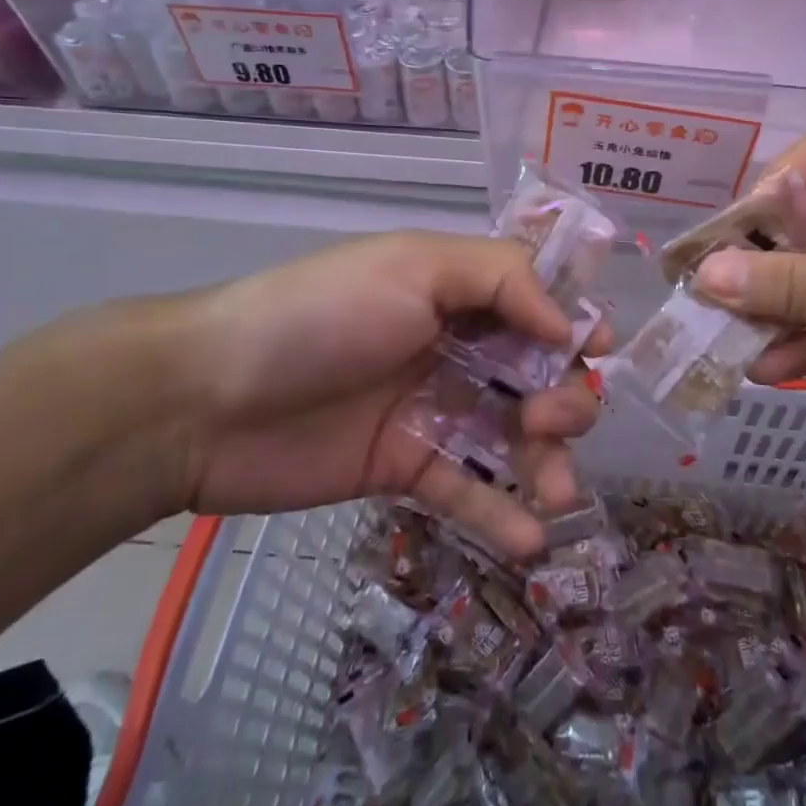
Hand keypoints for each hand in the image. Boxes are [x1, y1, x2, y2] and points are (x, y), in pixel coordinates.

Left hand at [163, 231, 605, 556]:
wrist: (209, 399)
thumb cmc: (323, 314)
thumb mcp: (415, 267)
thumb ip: (501, 279)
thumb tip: (570, 324)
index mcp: (459, 293)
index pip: (538, 304)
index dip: (575, 326)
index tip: (597, 352)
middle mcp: (456, 348)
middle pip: (538, 375)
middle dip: (565, 398)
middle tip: (550, 420)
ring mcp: (434, 411)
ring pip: (514, 437)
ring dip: (549, 462)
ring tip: (558, 491)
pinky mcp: (407, 469)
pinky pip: (468, 491)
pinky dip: (503, 515)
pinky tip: (531, 539)